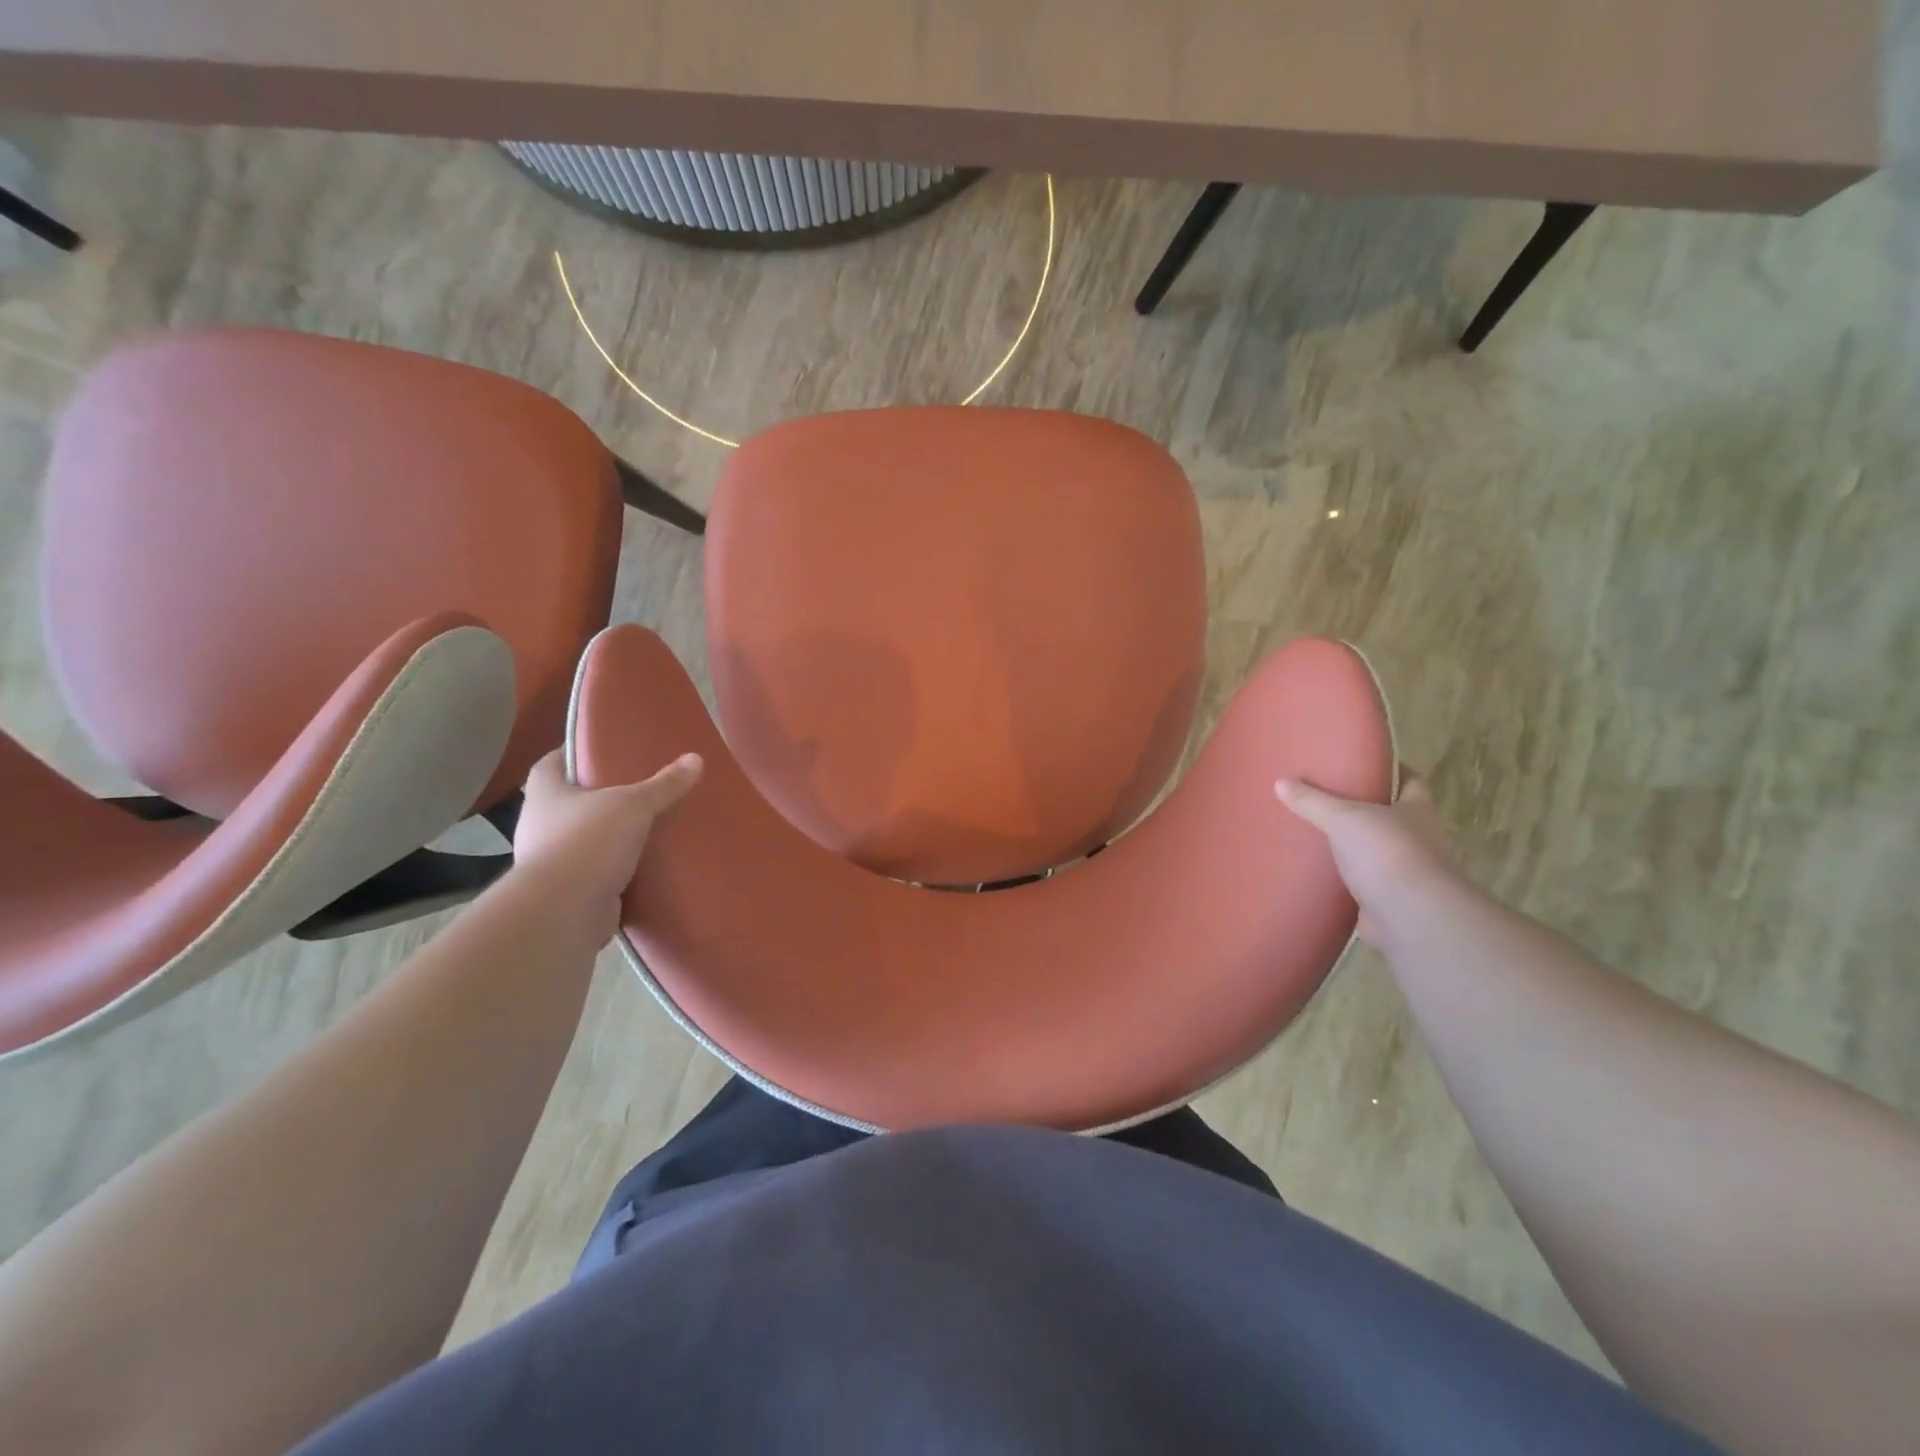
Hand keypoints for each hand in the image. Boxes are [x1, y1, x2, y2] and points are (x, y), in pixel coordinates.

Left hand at [511, 749, 703, 938]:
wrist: (563, 912)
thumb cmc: (587, 842)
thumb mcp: (633, 805)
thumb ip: (663, 785)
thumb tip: (696, 758)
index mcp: (545, 793)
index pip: (552, 763)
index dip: (574, 753)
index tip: (603, 749)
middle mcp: (540, 824)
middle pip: (570, 801)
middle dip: (601, 796)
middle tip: (638, 787)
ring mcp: (551, 860)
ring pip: (584, 837)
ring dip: (610, 835)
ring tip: (648, 826)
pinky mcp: (568, 890)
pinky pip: (596, 870)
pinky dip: (616, 867)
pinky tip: (645, 863)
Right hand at [1275, 773, 1459, 949]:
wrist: (1410, 916)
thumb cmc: (1386, 852)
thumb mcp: (1343, 817)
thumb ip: (1312, 801)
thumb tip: (1280, 782)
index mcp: (1416, 810)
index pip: (1410, 781)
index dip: (1391, 771)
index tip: (1363, 764)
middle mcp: (1418, 838)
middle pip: (1392, 816)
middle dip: (1365, 809)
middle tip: (1327, 799)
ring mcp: (1406, 871)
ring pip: (1376, 850)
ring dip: (1354, 846)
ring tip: (1316, 835)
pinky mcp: (1390, 899)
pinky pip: (1363, 882)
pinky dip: (1346, 879)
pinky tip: (1319, 873)